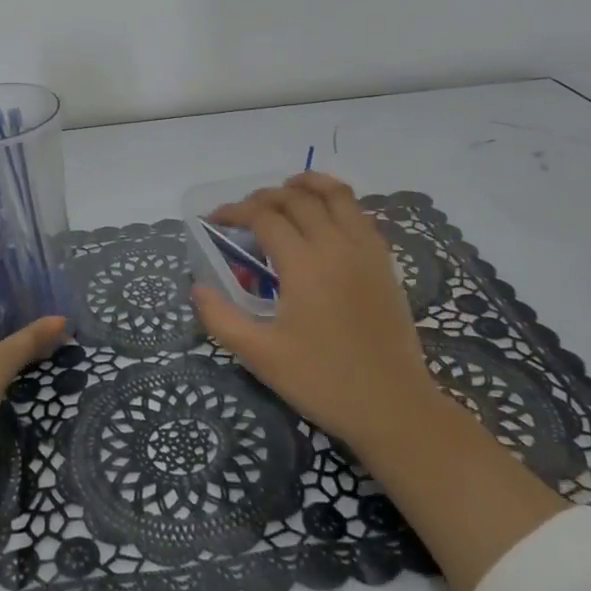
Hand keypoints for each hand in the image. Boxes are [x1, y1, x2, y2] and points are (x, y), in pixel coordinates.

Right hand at [191, 172, 437, 453]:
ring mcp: (365, 250)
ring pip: (336, 195)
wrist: (393, 407)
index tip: (215, 219)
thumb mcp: (262, 357)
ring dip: (307, 184)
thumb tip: (198, 288)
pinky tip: (326, 215)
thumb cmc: (323, 381)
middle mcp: (336, 245)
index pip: (264, 216)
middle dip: (265, 196)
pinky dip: (338, 201)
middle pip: (297, 198)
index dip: (235, 211)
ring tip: (287, 188)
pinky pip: (360, 213)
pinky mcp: (384, 262)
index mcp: (304, 264)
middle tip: (244, 212)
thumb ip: (222, 319)